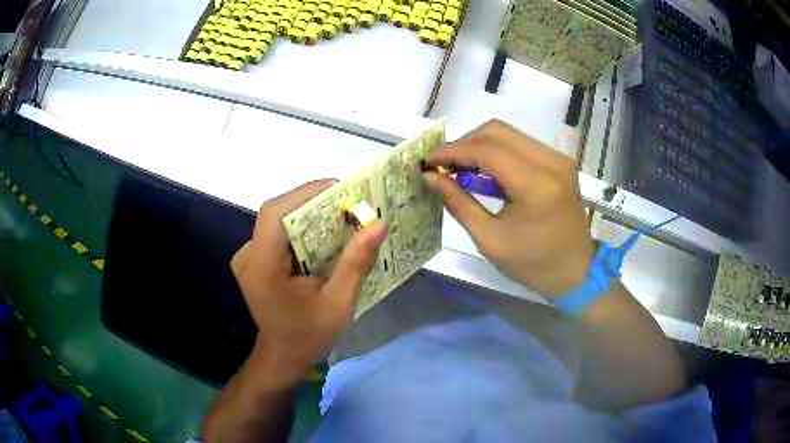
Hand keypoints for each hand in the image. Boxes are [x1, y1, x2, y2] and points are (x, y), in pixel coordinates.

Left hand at [231, 180, 386, 383]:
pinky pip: (279, 232)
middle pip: (277, 212)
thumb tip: (378, 224)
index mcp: (261, 266)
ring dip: (309, 212)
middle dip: (313, 201)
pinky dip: (302, 227)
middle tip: (348, 202)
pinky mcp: (255, 259)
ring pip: (278, 219)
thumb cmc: (308, 336)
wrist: (282, 357)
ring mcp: (248, 256)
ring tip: (341, 214)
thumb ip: (356, 263)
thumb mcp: (338, 304)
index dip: (306, 193)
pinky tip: (324, 234)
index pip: (275, 213)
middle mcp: (248, 255)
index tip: (341, 189)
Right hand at [425, 120, 594, 296]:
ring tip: (460, 167)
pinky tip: (485, 170)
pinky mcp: (559, 161)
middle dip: (464, 143)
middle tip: (444, 164)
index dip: (453, 151)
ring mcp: (558, 159)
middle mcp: (551, 162)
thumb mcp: (489, 240)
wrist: (575, 271)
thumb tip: (431, 177)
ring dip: (480, 145)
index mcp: (536, 186)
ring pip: (509, 134)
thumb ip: (459, 203)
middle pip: (497, 131)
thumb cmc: (533, 264)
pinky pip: (521, 144)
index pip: (487, 151)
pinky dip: (497, 151)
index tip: (428, 160)